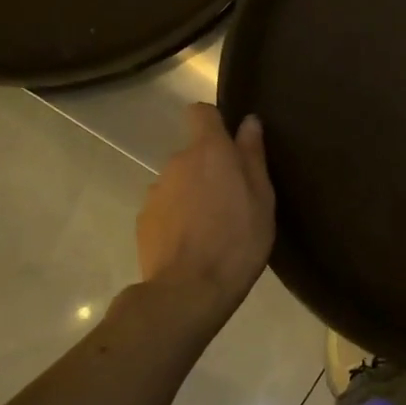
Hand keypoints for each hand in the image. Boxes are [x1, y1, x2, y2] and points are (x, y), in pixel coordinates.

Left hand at [134, 105, 274, 304]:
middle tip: (234, 200)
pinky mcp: (144, 220)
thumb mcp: (261, 198)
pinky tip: (193, 243)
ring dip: (194, 194)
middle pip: (194, 153)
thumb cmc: (238, 239)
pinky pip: (166, 207)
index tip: (231, 144)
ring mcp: (155, 192)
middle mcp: (176, 162)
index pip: (201, 113)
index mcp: (209, 152)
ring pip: (179, 182)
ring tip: (213, 226)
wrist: (189, 290)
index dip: (215, 122)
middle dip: (210, 169)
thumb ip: (252, 156)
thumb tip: (248, 122)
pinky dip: (178, 217)